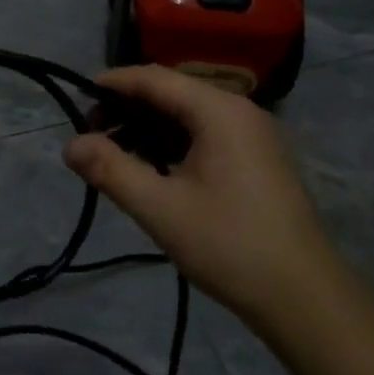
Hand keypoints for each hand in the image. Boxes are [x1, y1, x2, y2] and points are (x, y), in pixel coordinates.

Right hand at [64, 66, 334, 324]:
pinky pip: (206, 135)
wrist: (303, 297)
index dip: (114, 84)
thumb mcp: (160, 208)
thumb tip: (70, 145)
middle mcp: (239, 111)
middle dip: (129, 109)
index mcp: (219, 111)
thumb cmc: (229, 245)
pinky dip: (174, 143)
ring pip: (189, 115)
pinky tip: (155, 170)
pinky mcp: (258, 159)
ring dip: (150, 129)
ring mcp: (253, 135)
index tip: (77, 99)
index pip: (155, 78)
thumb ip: (110, 170)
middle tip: (93, 136)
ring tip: (116, 156)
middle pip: (173, 93)